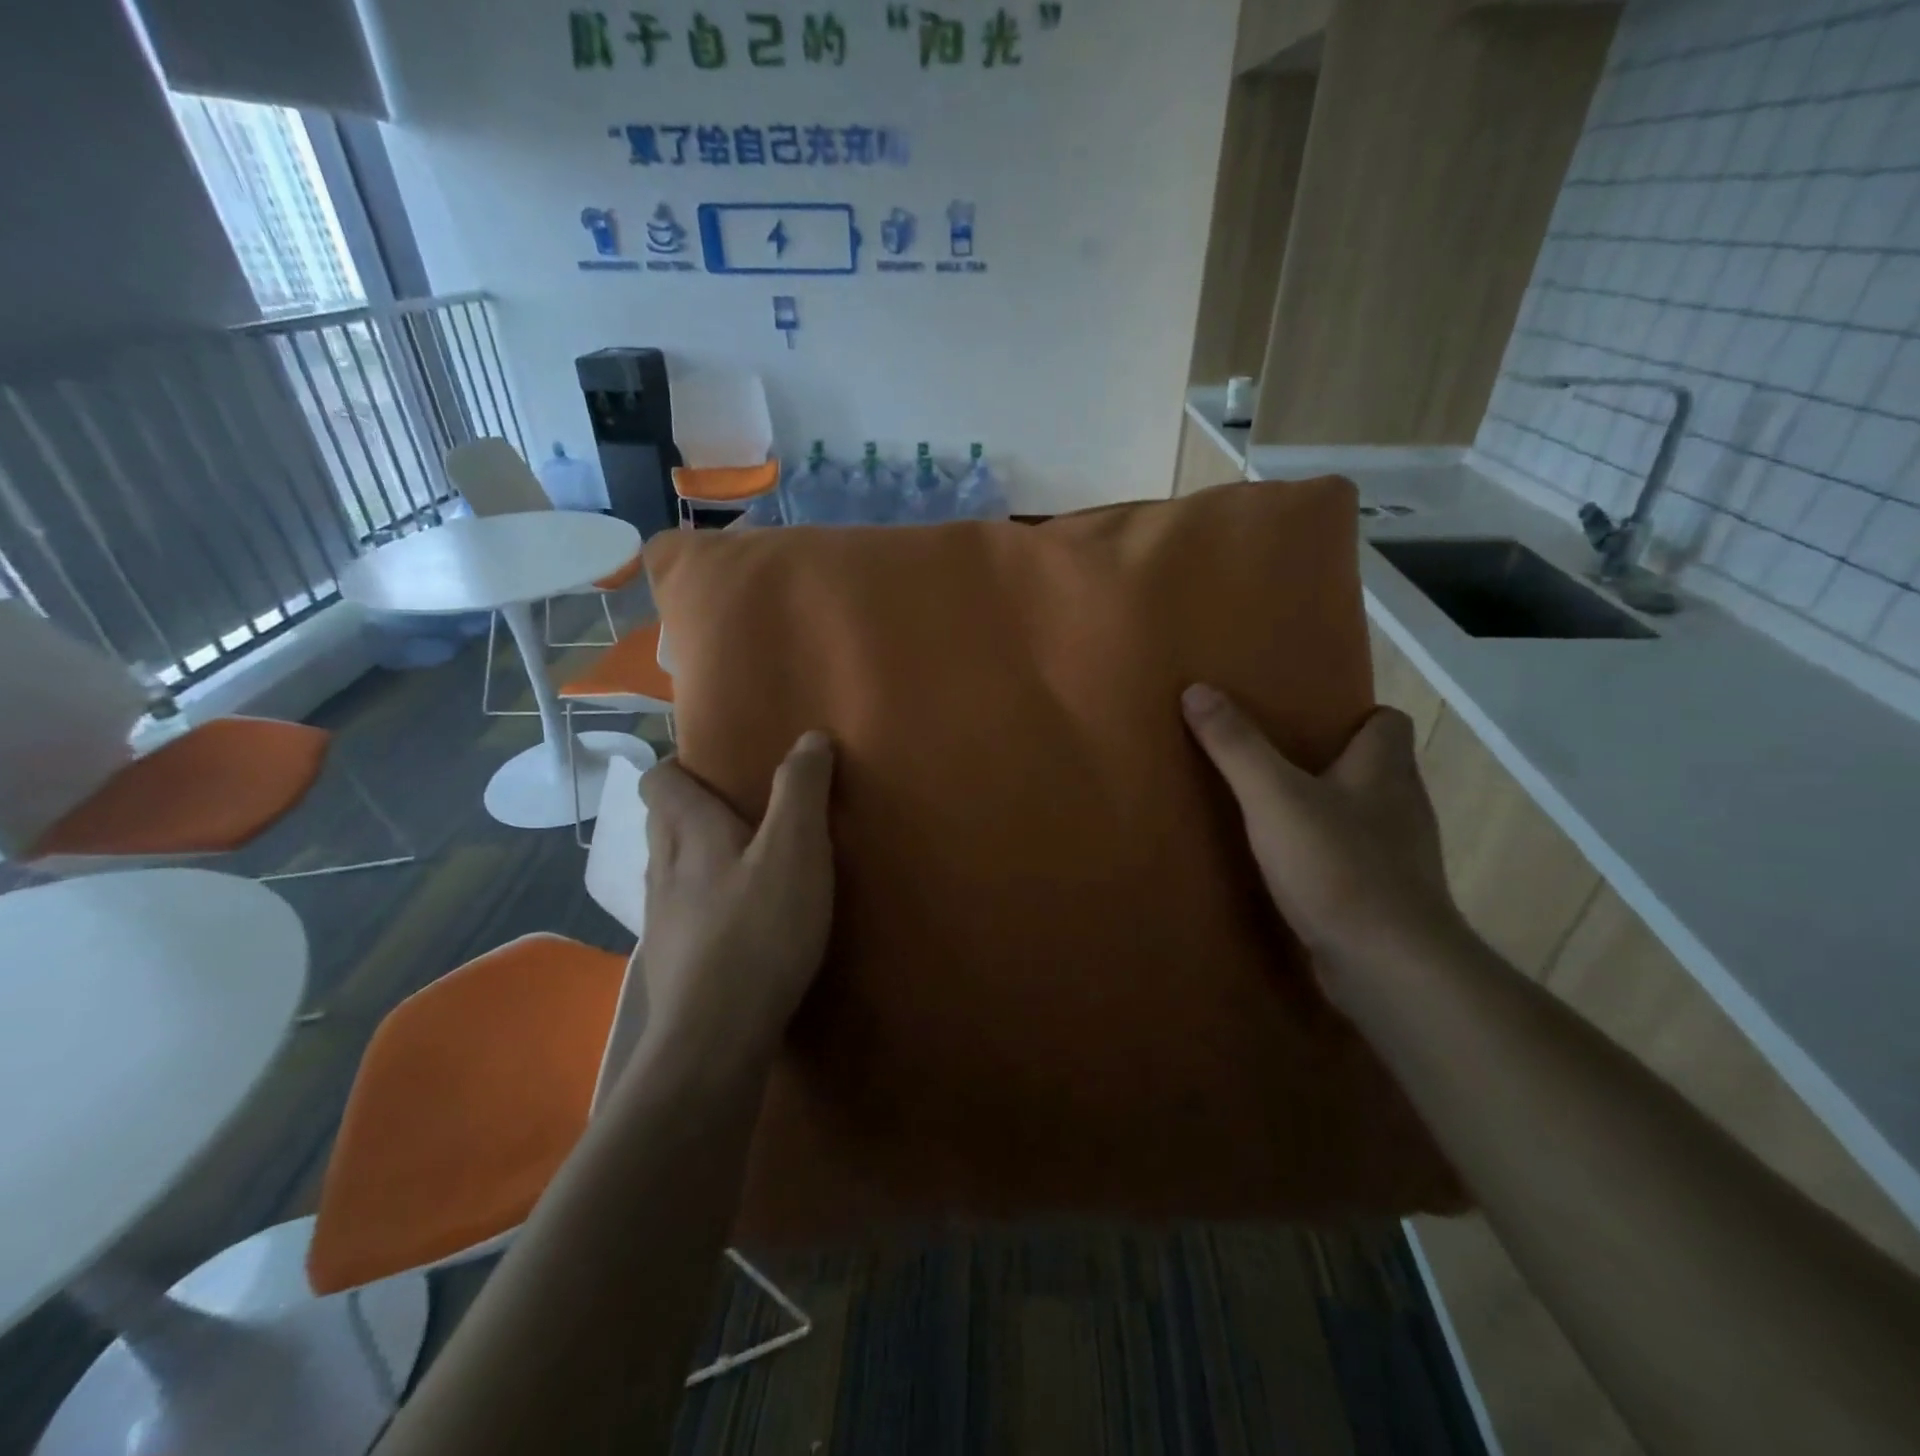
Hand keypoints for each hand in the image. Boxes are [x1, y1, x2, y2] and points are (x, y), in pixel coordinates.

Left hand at [636, 730, 835, 1071]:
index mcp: (688, 834)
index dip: (678, 767)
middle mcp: (663, 870)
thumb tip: (810, 737)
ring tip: (743, 865)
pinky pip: (680, 915)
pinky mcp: (671, 964)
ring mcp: (661, 921)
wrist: (714, 1039)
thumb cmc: (758, 932)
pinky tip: (736, 925)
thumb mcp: (795, 851)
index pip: (659, 782)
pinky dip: (703, 904)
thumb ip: (801, 790)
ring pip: (669, 870)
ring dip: (697, 858)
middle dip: (691, 809)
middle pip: (661, 823)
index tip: (715, 768)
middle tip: (740, 810)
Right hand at [1182, 684, 1466, 999]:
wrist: (1388, 964)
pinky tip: (1292, 867)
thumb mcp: (1272, 797)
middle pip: (1374, 767)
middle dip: (1331, 762)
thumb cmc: (1336, 865)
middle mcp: (1402, 806)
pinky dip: (1330, 855)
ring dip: (1329, 810)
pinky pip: (1358, 860)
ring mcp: (1400, 856)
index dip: (1353, 716)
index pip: (1387, 722)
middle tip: (1275, 762)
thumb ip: (1236, 746)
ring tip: (1275, 812)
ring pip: (1365, 816)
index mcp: (1384, 770)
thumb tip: (1197, 689)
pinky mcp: (1388, 898)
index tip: (1306, 720)